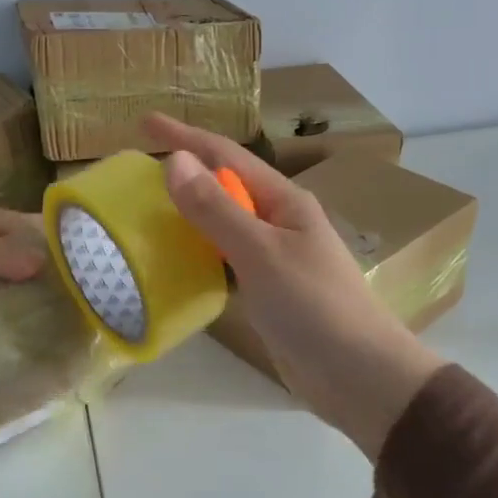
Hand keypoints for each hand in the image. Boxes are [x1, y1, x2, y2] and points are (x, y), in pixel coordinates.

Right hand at [144, 114, 442, 460]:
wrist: (359, 376)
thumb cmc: (313, 306)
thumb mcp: (261, 252)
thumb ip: (216, 209)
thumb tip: (174, 160)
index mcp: (284, 201)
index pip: (225, 156)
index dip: (184, 136)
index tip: (145, 121)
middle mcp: (279, 221)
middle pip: (224, 186)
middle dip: (184, 172)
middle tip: (138, 170)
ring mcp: (275, 256)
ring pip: (223, 223)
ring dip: (188, 211)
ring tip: (148, 208)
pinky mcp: (268, 290)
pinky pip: (225, 258)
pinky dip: (198, 251)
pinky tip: (175, 259)